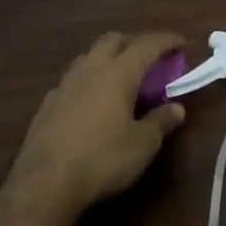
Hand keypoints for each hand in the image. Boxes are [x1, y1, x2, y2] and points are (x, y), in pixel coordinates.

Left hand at [2, 32, 186, 220]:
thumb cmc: (102, 159)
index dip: (167, 41)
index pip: (147, 45)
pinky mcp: (46, 106)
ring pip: (88, 57)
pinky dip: (87, 82)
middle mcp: (90, 70)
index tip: (182, 43)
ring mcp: (64, 86)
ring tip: (120, 77)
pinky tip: (90, 102)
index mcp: (119, 73)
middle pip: (113, 40)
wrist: (43, 185)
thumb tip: (177, 108)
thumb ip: (161, 121)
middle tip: (149, 58)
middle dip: (134, 43)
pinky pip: (71, 81)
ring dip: (108, 58)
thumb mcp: (142, 144)